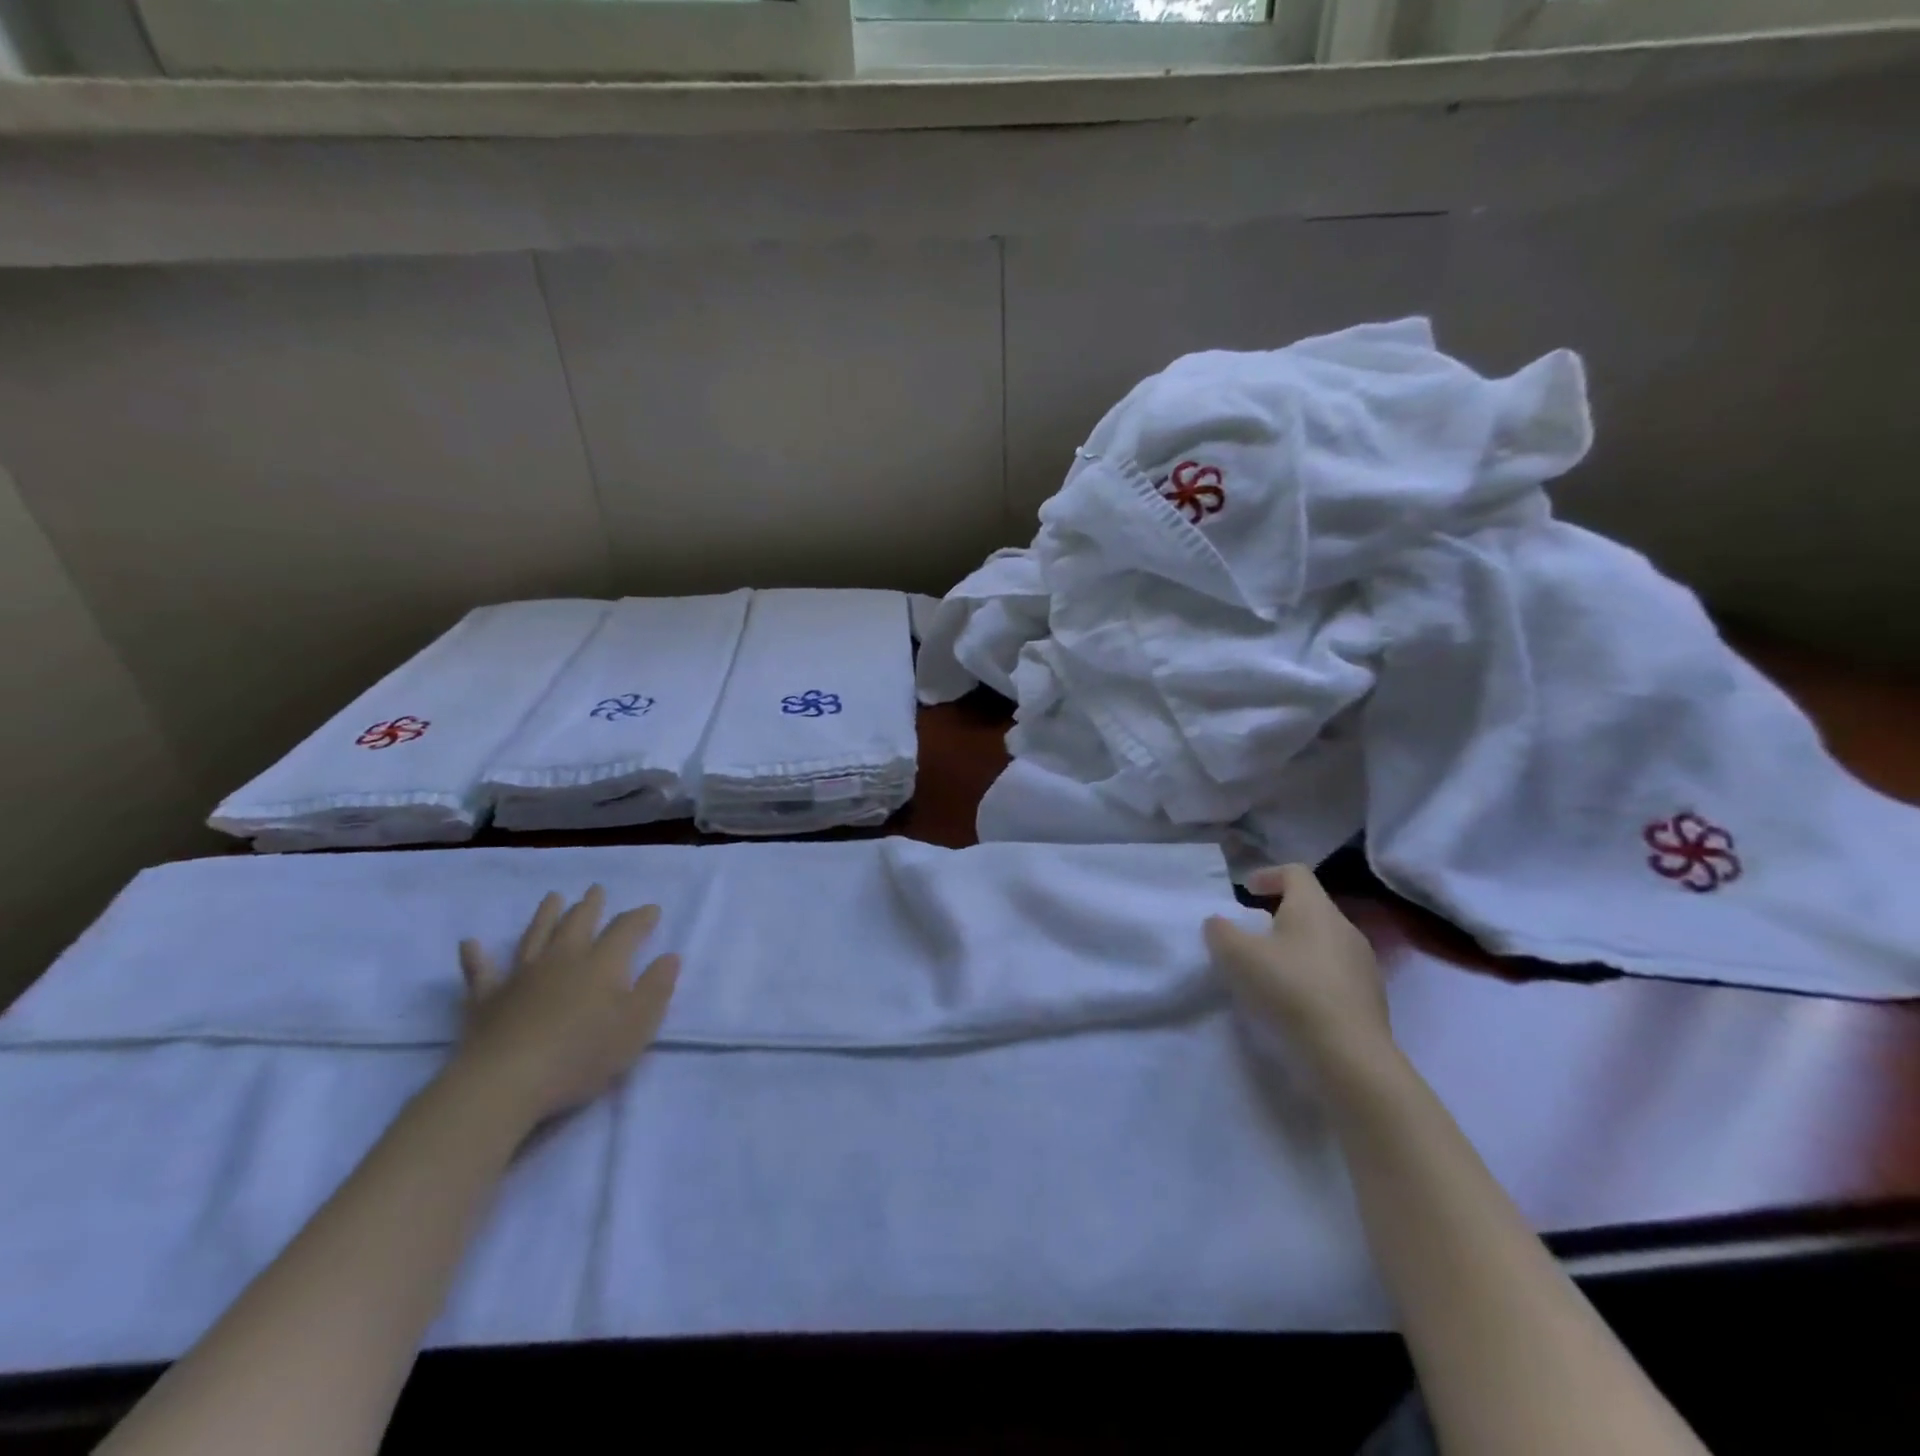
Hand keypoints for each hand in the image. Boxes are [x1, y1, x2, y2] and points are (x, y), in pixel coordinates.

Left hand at [453, 885, 680, 1127]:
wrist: (506, 1082)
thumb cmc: (582, 1055)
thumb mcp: (637, 1027)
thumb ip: (656, 988)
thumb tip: (669, 956)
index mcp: (602, 963)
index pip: (626, 929)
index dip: (641, 917)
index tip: (651, 910)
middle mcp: (563, 958)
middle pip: (578, 923)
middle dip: (590, 905)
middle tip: (595, 890)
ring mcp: (521, 976)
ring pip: (536, 935)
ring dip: (545, 914)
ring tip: (553, 897)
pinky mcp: (487, 999)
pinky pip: (479, 972)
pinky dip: (475, 956)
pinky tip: (470, 943)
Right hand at [1205, 864, 1390, 1066]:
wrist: (1349, 1057)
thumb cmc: (1290, 990)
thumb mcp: (1236, 956)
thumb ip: (1221, 932)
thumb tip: (1219, 923)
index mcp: (1315, 908)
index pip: (1295, 872)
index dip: (1268, 875)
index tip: (1246, 891)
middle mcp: (1344, 928)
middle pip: (1310, 907)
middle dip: (1278, 916)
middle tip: (1251, 936)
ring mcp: (1363, 964)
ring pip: (1323, 942)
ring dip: (1295, 949)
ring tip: (1270, 972)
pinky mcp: (1370, 998)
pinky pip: (1335, 974)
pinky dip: (1311, 977)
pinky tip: (1294, 1002)